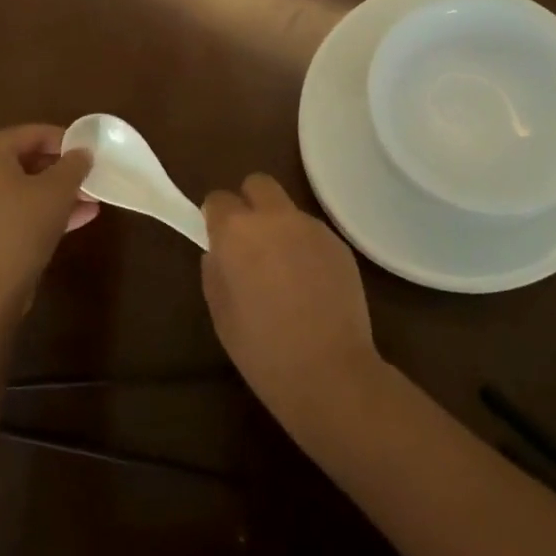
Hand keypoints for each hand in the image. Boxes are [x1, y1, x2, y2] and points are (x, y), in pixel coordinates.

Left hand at [0, 124, 96, 312]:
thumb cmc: (19, 228)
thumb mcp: (56, 191)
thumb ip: (73, 165)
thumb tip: (82, 153)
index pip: (29, 133)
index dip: (63, 139)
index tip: (89, 150)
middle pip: (23, 162)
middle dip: (61, 170)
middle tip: (89, 176)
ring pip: (20, 191)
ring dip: (56, 194)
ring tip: (91, 200)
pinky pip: (13, 213)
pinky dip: (41, 213)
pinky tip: (77, 221)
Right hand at [201, 174, 383, 427]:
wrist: (328, 371)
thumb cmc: (262, 349)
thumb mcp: (220, 313)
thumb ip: (215, 270)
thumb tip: (220, 252)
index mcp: (237, 231)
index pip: (218, 199)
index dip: (216, 218)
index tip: (219, 241)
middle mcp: (275, 218)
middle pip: (258, 184)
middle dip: (249, 203)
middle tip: (250, 242)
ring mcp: (311, 227)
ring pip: (288, 210)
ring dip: (280, 228)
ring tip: (285, 271)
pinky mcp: (339, 243)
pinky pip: (313, 233)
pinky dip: (306, 247)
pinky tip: (311, 284)